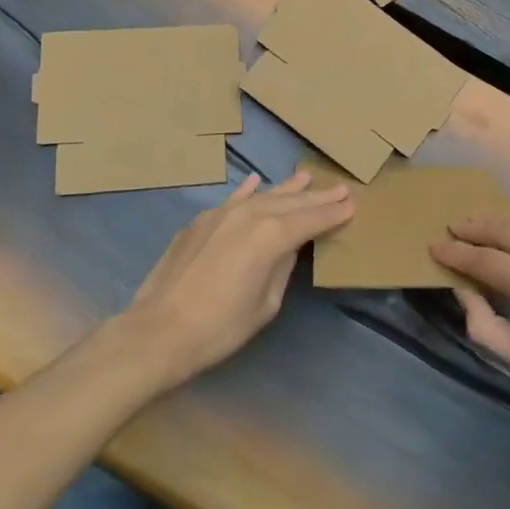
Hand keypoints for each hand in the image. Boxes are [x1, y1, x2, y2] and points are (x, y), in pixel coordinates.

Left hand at [119, 171, 352, 389]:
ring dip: (286, 189)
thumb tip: (287, 248)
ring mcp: (221, 213)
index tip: (352, 204)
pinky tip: (255, 181)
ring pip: (262, 196)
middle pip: (290, 203)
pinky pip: (233, 199)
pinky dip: (247, 190)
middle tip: (340, 189)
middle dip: (316, 197)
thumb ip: (281, 268)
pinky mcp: (201, 221)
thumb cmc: (219, 328)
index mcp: (270, 236)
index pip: (310, 220)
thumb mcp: (264, 305)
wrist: (158, 330)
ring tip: (307, 178)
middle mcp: (248, 214)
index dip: (332, 214)